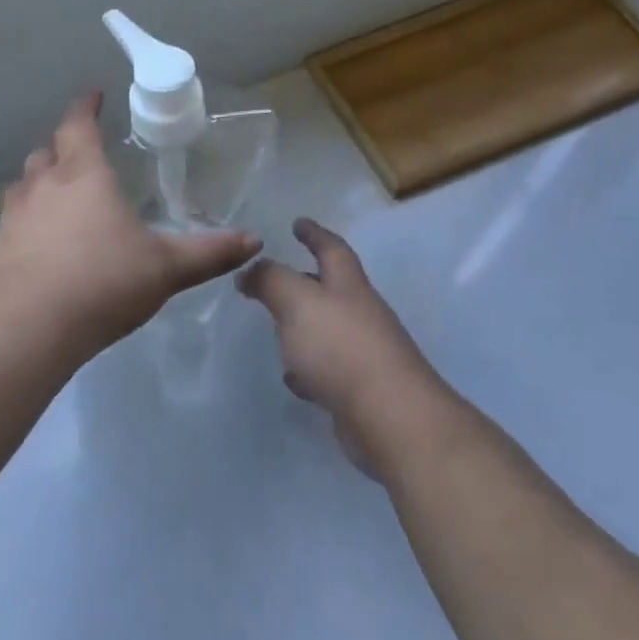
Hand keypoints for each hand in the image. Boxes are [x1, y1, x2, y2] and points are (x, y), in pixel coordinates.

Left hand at [0, 94, 261, 360]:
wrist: (26, 330)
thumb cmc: (102, 283)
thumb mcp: (165, 268)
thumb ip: (209, 253)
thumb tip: (254, 241)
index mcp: (83, 177)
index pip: (78, 126)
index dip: (86, 107)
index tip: (94, 95)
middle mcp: (42, 188)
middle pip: (46, 152)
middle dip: (63, 146)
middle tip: (81, 152)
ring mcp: (12, 219)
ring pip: (24, 186)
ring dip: (40, 183)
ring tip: (60, 196)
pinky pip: (11, 223)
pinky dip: (27, 223)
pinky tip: (40, 247)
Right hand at [237, 219, 454, 474]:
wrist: (389, 417)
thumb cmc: (341, 347)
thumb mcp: (297, 301)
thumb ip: (270, 280)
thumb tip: (249, 271)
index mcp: (348, 286)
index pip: (332, 249)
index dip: (314, 234)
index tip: (298, 223)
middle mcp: (361, 314)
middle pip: (332, 289)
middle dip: (306, 280)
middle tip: (277, 278)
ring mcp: (364, 354)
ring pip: (328, 330)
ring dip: (305, 326)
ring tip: (277, 326)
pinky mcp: (360, 391)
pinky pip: (328, 370)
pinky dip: (309, 368)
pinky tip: (293, 378)